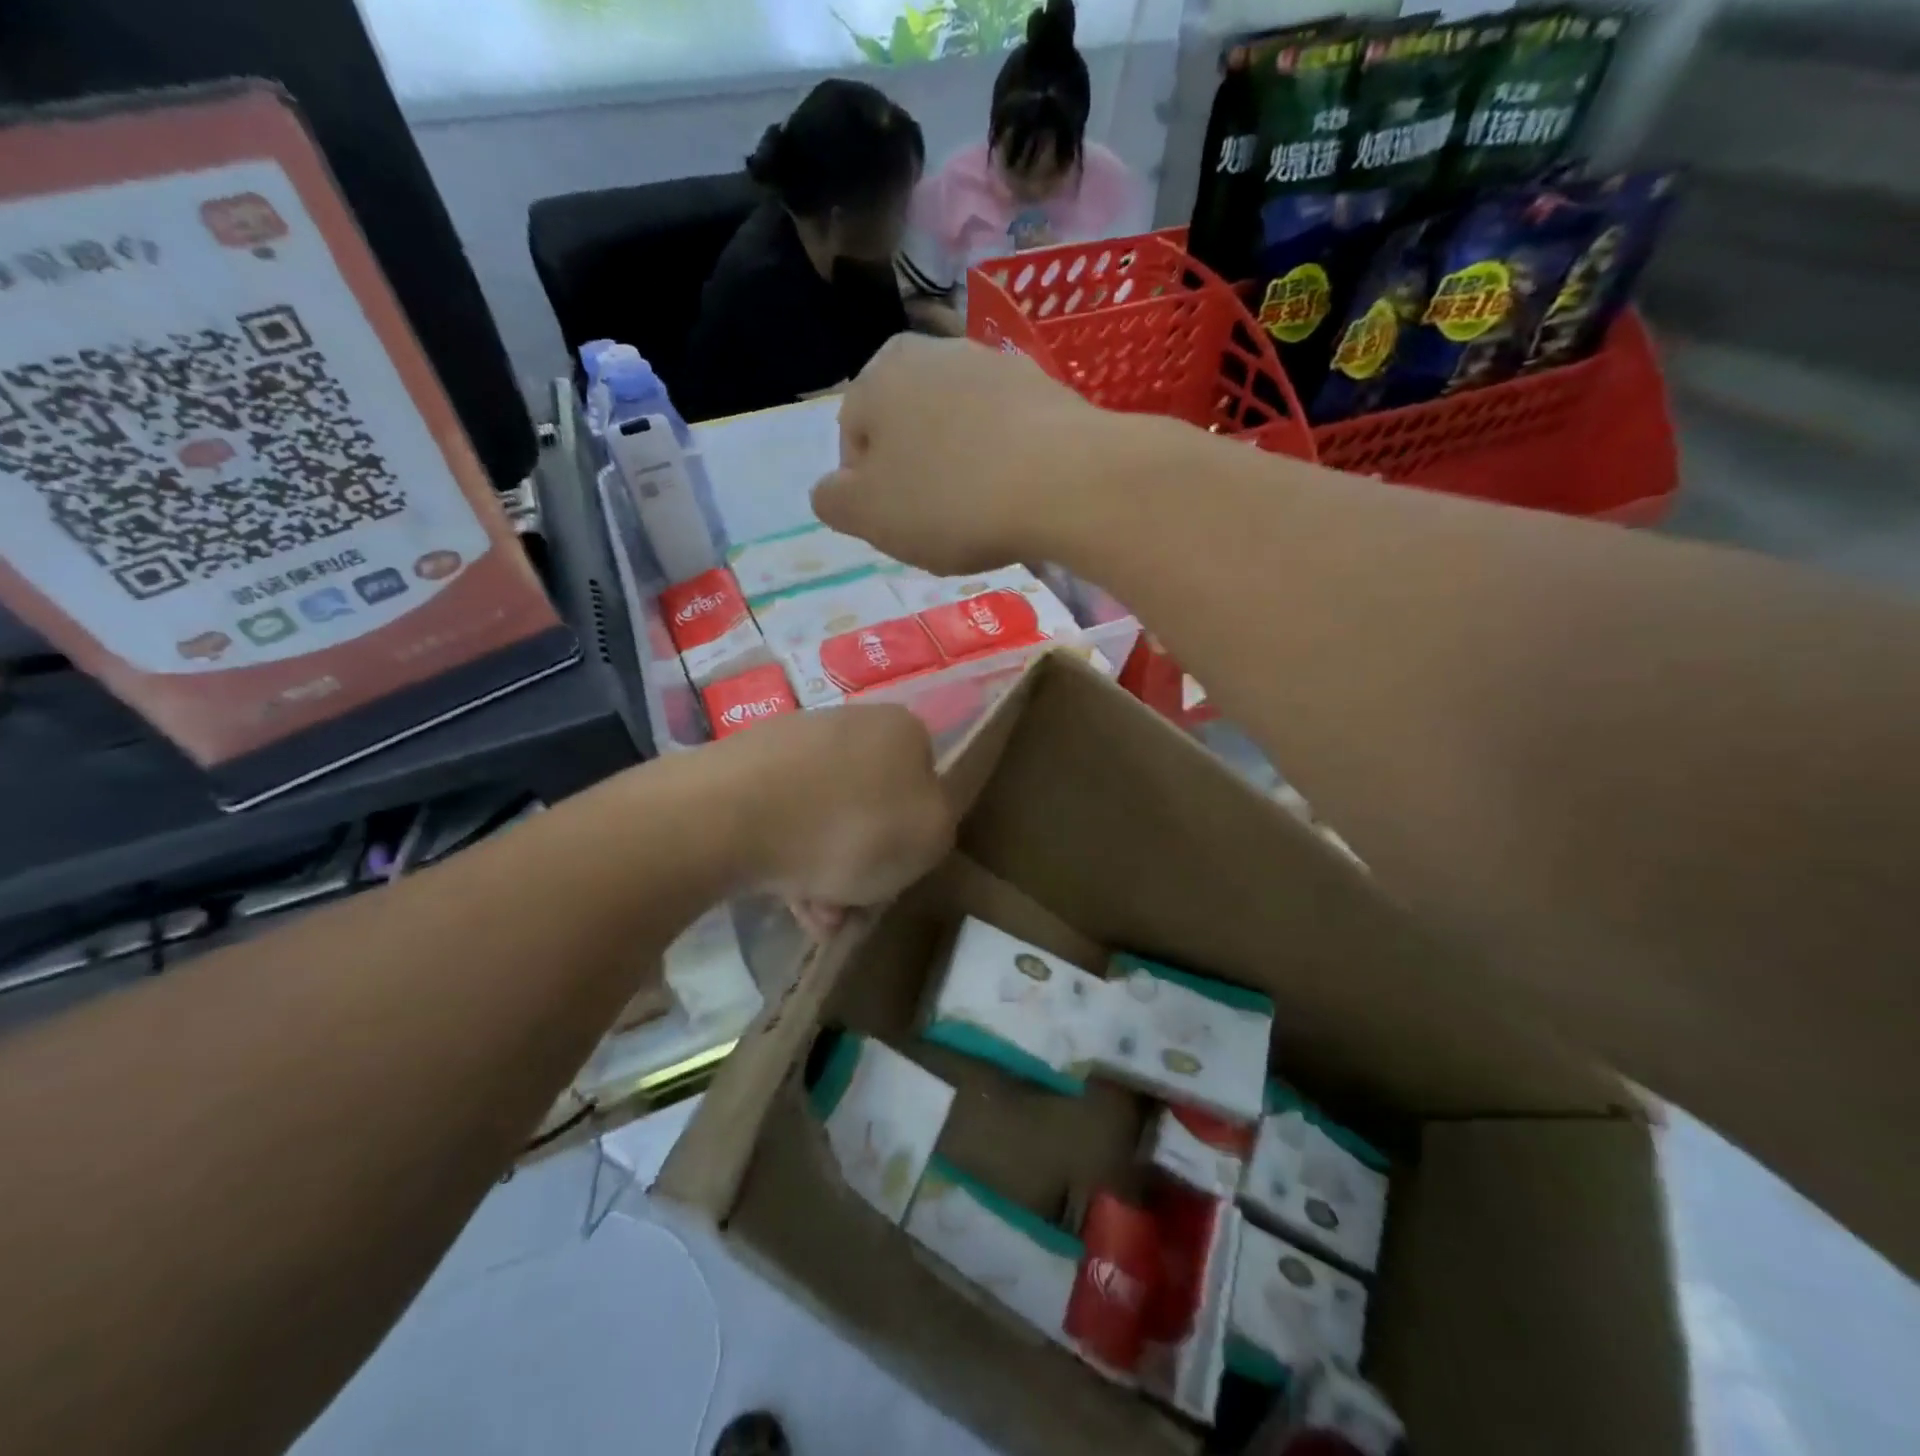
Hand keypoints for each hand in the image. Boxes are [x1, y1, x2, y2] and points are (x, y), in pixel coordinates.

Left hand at [713, 703, 952, 926]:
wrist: (732, 815)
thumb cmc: (851, 827)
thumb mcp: (930, 838)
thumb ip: (937, 830)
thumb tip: (912, 825)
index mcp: (903, 730)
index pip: (924, 785)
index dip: (912, 839)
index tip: (892, 879)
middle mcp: (852, 723)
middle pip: (870, 808)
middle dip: (861, 866)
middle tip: (845, 910)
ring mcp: (795, 741)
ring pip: (824, 818)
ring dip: (823, 872)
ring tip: (807, 915)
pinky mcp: (745, 764)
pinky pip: (782, 818)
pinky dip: (786, 856)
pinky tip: (776, 894)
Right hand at [813, 335, 1109, 574]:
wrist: (1066, 481)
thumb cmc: (950, 499)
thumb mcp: (867, 516)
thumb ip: (833, 501)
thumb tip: (832, 491)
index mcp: (879, 375)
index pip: (854, 438)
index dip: (869, 490)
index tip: (897, 525)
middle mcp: (935, 352)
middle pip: (909, 428)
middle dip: (916, 474)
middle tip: (938, 522)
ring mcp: (995, 364)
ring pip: (959, 428)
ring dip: (961, 467)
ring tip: (983, 512)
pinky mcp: (1046, 387)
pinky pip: (1008, 432)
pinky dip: (1005, 461)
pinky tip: (1018, 496)